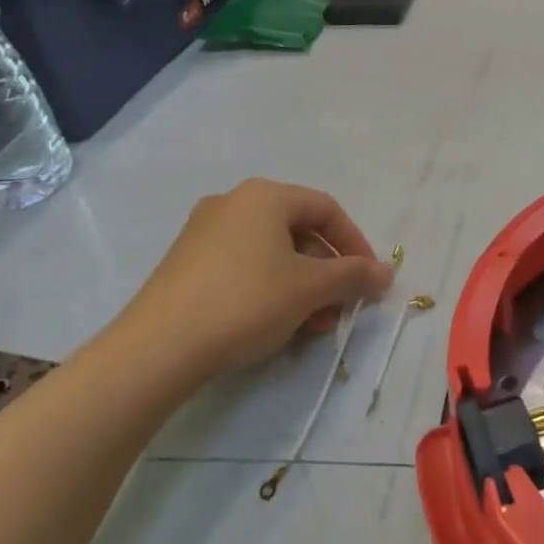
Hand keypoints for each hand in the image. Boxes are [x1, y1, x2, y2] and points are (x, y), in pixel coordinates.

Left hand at [94, 180, 391, 397]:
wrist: (157, 347)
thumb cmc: (246, 301)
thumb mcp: (310, 288)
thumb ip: (354, 275)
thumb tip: (385, 272)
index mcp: (265, 196)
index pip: (326, 209)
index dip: (355, 243)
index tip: (369, 278)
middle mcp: (233, 203)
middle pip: (299, 231)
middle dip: (328, 272)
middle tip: (340, 307)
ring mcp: (203, 232)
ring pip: (272, 253)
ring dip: (302, 286)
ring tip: (313, 325)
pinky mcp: (185, 264)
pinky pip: (244, 267)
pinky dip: (270, 289)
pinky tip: (277, 325)